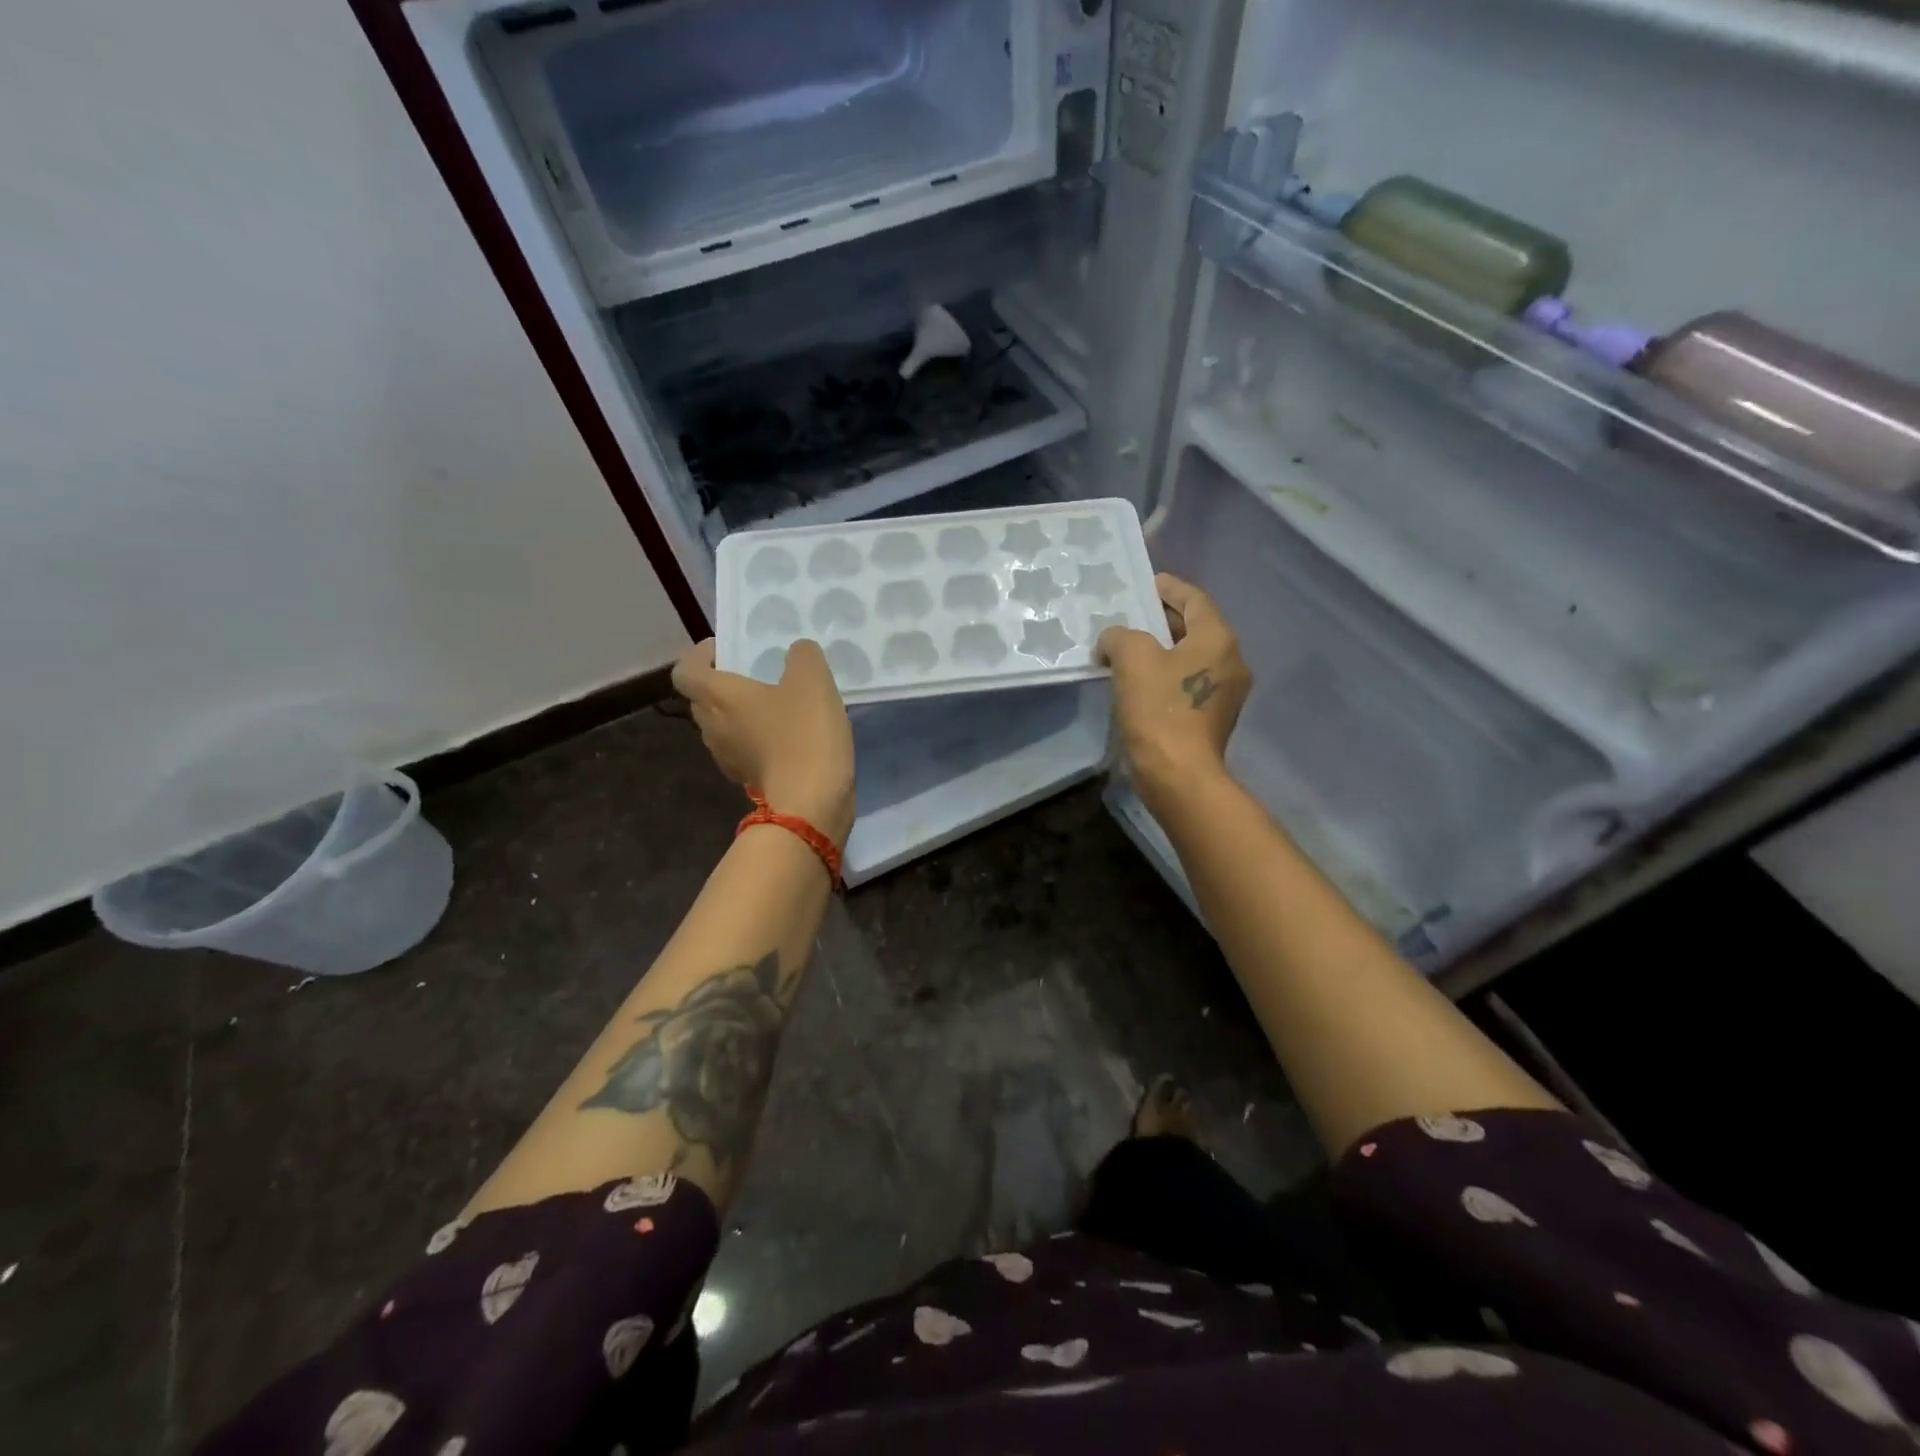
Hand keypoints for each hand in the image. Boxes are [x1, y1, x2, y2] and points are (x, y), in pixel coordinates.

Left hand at [672, 639, 855, 844]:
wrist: (810, 804)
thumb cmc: (803, 734)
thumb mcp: (812, 680)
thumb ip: (802, 655)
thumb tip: (796, 653)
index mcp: (717, 697)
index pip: (685, 670)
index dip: (700, 655)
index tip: (727, 649)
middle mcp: (712, 727)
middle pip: (703, 698)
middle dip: (724, 683)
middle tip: (757, 673)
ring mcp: (727, 758)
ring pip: (723, 726)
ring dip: (742, 713)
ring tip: (778, 704)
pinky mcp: (747, 779)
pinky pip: (744, 749)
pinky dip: (757, 739)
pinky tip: (789, 736)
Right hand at [1097, 573, 1250, 814]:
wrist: (1178, 775)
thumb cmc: (1160, 709)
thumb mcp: (1132, 658)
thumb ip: (1120, 636)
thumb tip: (1115, 641)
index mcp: (1218, 639)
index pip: (1194, 599)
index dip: (1169, 588)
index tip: (1146, 583)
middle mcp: (1230, 661)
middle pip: (1194, 628)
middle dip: (1161, 619)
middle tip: (1129, 615)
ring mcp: (1224, 693)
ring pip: (1189, 657)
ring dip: (1160, 649)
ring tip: (1126, 647)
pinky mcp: (1211, 719)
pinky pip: (1186, 683)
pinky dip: (1164, 675)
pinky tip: (1136, 681)